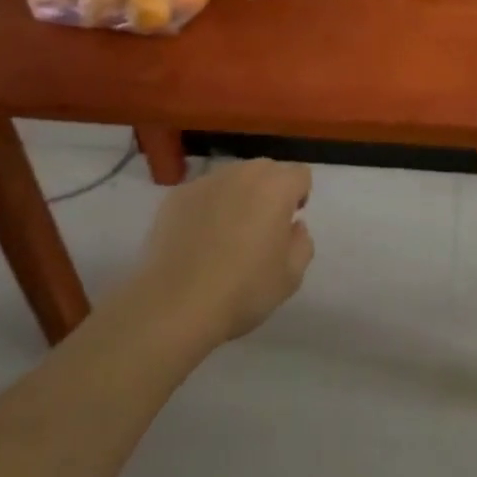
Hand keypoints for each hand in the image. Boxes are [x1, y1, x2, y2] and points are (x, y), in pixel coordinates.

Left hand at [131, 159, 313, 345]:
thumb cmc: (243, 290)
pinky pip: (203, 194)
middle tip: (260, 230)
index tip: (288, 225)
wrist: (174, 305)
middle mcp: (243, 173)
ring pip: (233, 179)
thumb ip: (302, 242)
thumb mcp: (291, 276)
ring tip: (225, 236)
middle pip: (266, 171)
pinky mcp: (177, 195)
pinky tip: (197, 241)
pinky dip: (206, 208)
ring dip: (237, 197)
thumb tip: (293, 226)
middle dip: (269, 193)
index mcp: (276, 187)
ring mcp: (207, 181)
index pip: (300, 175)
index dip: (299, 197)